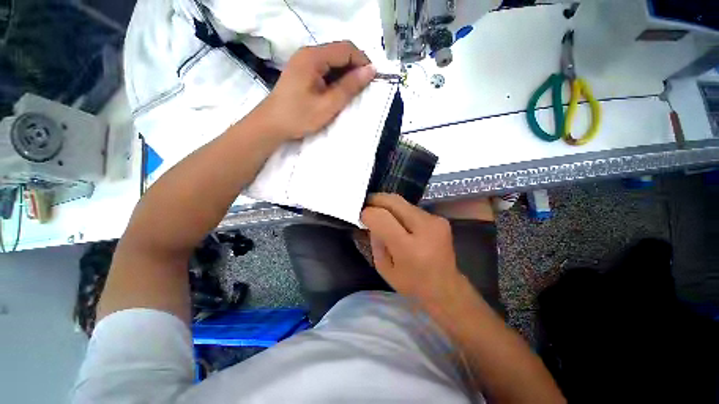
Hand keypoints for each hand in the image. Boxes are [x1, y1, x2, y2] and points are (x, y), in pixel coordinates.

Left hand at [257, 41, 375, 139]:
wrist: (271, 125)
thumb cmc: (299, 116)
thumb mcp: (328, 104)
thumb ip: (349, 86)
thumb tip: (371, 70)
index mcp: (313, 57)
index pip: (346, 48)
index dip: (362, 62)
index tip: (372, 80)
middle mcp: (308, 53)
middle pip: (339, 52)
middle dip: (355, 69)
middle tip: (363, 90)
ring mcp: (304, 62)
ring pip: (333, 61)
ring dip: (345, 75)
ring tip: (351, 94)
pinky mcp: (302, 72)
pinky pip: (325, 69)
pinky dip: (335, 79)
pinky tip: (337, 93)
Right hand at [361, 193, 464, 306]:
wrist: (446, 287)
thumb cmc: (412, 284)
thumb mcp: (384, 269)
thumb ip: (375, 243)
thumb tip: (371, 222)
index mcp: (409, 249)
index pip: (382, 218)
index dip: (368, 213)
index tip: (361, 215)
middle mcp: (425, 229)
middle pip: (394, 202)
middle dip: (376, 200)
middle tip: (366, 204)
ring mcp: (435, 221)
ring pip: (403, 202)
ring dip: (388, 205)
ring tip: (380, 212)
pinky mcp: (440, 219)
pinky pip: (412, 208)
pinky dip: (400, 211)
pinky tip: (397, 220)